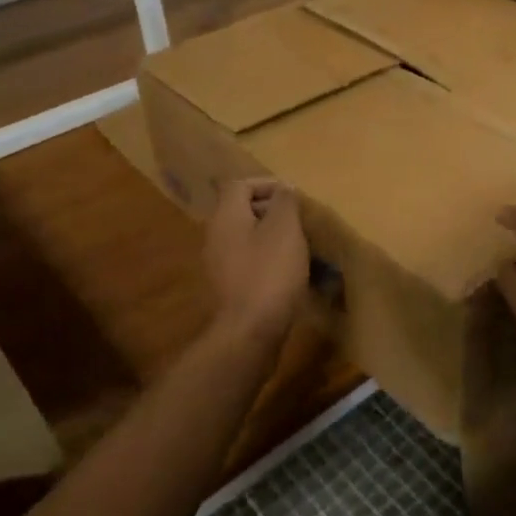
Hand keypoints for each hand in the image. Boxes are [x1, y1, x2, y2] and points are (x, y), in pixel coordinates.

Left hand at [204, 179, 309, 348]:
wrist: (250, 331)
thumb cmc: (270, 272)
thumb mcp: (285, 228)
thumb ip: (285, 201)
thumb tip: (284, 188)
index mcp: (226, 216)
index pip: (240, 185)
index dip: (267, 184)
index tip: (293, 196)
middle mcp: (216, 236)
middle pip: (242, 211)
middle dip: (273, 211)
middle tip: (300, 220)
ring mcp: (219, 264)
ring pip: (247, 237)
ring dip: (273, 236)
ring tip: (300, 246)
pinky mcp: (229, 287)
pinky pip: (249, 261)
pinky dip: (268, 259)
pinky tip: (289, 272)